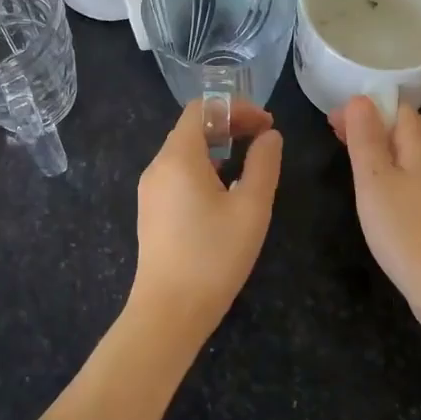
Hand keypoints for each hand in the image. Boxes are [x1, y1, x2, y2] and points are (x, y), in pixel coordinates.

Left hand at [130, 99, 282, 336]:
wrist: (169, 311)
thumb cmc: (214, 256)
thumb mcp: (251, 207)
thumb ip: (264, 164)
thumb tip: (269, 136)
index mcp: (178, 157)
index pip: (201, 109)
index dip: (235, 108)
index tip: (266, 124)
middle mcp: (158, 166)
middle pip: (192, 128)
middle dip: (229, 125)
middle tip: (263, 138)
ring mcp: (150, 190)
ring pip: (184, 152)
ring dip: (218, 147)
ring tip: (249, 163)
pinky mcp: (151, 211)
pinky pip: (177, 174)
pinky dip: (203, 168)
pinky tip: (225, 191)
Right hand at [331, 96, 420, 351]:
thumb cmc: (405, 229)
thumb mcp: (374, 179)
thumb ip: (366, 137)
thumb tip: (360, 98)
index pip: (396, 106)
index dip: (365, 106)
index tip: (333, 120)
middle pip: (404, 126)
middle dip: (370, 124)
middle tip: (335, 135)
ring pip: (407, 150)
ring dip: (378, 147)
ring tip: (350, 156)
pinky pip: (410, 173)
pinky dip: (388, 169)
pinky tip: (374, 187)